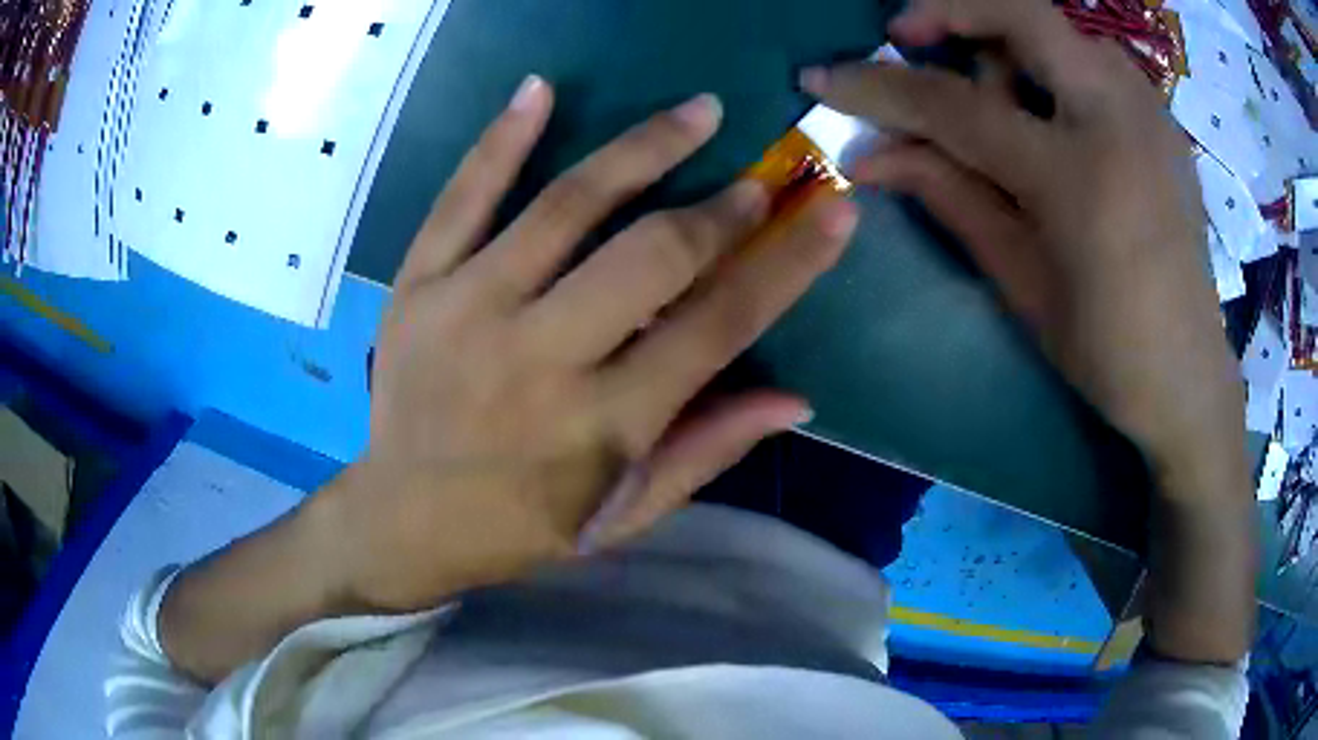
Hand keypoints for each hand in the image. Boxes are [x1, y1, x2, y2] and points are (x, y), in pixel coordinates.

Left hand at [320, 78, 857, 612]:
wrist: (399, 520)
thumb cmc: (518, 528)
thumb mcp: (620, 516)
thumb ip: (704, 452)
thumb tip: (797, 399)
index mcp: (602, 425)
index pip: (719, 326)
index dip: (787, 262)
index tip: (833, 209)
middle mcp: (539, 358)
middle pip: (651, 256)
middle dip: (722, 208)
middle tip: (761, 174)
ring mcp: (467, 310)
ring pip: (566, 206)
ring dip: (642, 148)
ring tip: (697, 110)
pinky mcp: (416, 287)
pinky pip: (460, 198)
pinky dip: (501, 139)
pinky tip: (541, 88)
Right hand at [802, 0, 1252, 664]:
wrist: (1189, 377)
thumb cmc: (1106, 349)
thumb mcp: (1022, 282)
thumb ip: (950, 198)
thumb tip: (869, 156)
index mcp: (1079, 175)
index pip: (958, 106)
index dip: (881, 88)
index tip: (822, 79)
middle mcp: (1120, 119)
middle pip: (1022, 16)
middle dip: (951, 11)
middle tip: (907, 37)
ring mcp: (1150, 113)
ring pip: (1062, 31)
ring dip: (1008, 39)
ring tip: (988, 88)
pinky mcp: (1163, 123)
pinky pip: (1096, 61)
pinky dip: (1054, 64)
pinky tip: (1046, 109)